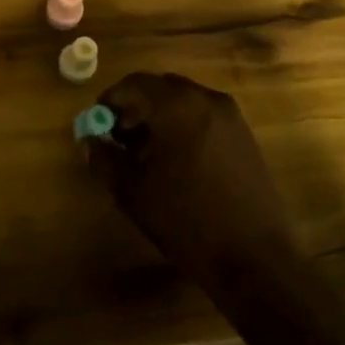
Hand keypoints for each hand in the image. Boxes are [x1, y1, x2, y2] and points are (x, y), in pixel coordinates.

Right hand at [89, 72, 296, 275]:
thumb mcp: (133, 191)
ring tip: (145, 154)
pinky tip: (175, 162)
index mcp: (177, 105)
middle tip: (118, 138)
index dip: (110, 101)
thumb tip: (89, 141)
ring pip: (183, 102)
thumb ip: (105, 158)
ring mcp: (231, 117)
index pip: (133, 84)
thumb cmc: (187, 220)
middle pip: (160, 88)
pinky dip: (183, 127)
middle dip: (135, 108)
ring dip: (159, 118)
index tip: (96, 125)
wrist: (255, 260)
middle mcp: (206, 99)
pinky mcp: (245, 137)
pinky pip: (204, 117)